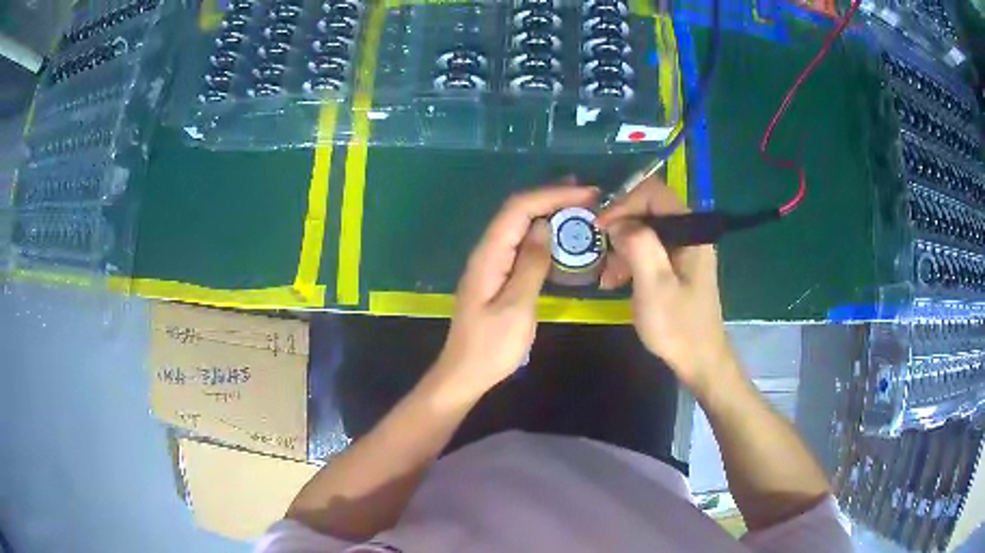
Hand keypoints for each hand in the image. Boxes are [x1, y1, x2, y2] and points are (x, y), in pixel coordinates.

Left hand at [432, 180, 599, 400]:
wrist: (465, 373)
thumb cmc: (491, 347)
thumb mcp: (516, 307)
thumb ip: (530, 265)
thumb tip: (545, 226)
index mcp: (489, 255)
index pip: (518, 209)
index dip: (552, 195)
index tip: (586, 194)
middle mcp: (487, 251)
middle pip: (517, 210)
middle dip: (552, 196)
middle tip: (588, 194)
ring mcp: (491, 263)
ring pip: (519, 224)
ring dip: (548, 210)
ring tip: (580, 206)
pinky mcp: (498, 275)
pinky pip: (521, 243)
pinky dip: (543, 232)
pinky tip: (560, 235)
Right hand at [596, 176, 738, 395]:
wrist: (700, 362)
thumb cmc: (678, 326)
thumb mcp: (654, 285)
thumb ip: (638, 245)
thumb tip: (617, 222)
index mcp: (691, 232)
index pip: (653, 193)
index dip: (624, 202)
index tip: (600, 226)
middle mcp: (689, 234)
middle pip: (648, 210)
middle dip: (620, 227)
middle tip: (599, 250)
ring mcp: (684, 251)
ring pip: (646, 231)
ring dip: (622, 247)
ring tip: (605, 275)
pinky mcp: (677, 267)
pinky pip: (649, 251)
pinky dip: (630, 261)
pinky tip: (614, 281)